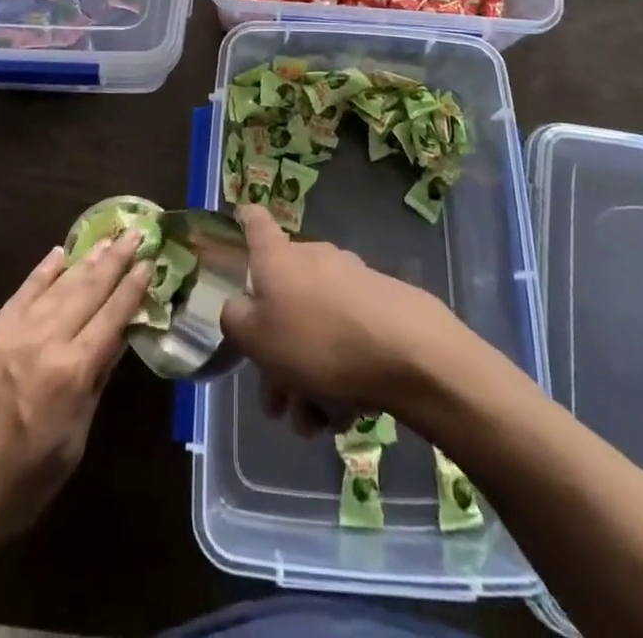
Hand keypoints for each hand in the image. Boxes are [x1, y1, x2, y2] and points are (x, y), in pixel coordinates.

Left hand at [0, 230, 150, 563]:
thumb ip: (94, 387)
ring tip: (107, 239)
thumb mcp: (71, 445)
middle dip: (114, 261)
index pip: (112, 318)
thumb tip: (117, 341)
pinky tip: (58, 254)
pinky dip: (42, 272)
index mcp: (72, 375)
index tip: (148, 261)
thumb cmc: (17, 490)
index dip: (132, 288)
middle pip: (87, 292)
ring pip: (57, 287)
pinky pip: (20, 295)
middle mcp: (45, 344)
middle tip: (135, 232)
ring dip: (85, 260)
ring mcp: (12, 335)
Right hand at [220, 205, 460, 433]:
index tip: (238, 222)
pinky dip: (339, 374)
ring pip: (315, 328)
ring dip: (307, 375)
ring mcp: (349, 280)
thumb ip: (235, 320)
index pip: (255, 221)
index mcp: (277, 257)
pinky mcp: (380, 305)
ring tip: (312, 421)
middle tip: (275, 400)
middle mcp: (312, 258)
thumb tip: (239, 307)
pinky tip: (343, 414)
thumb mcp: (256, 338)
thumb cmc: (316, 338)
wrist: (406, 350)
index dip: (243, 220)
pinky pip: (346, 338)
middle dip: (275, 353)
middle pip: (283, 298)